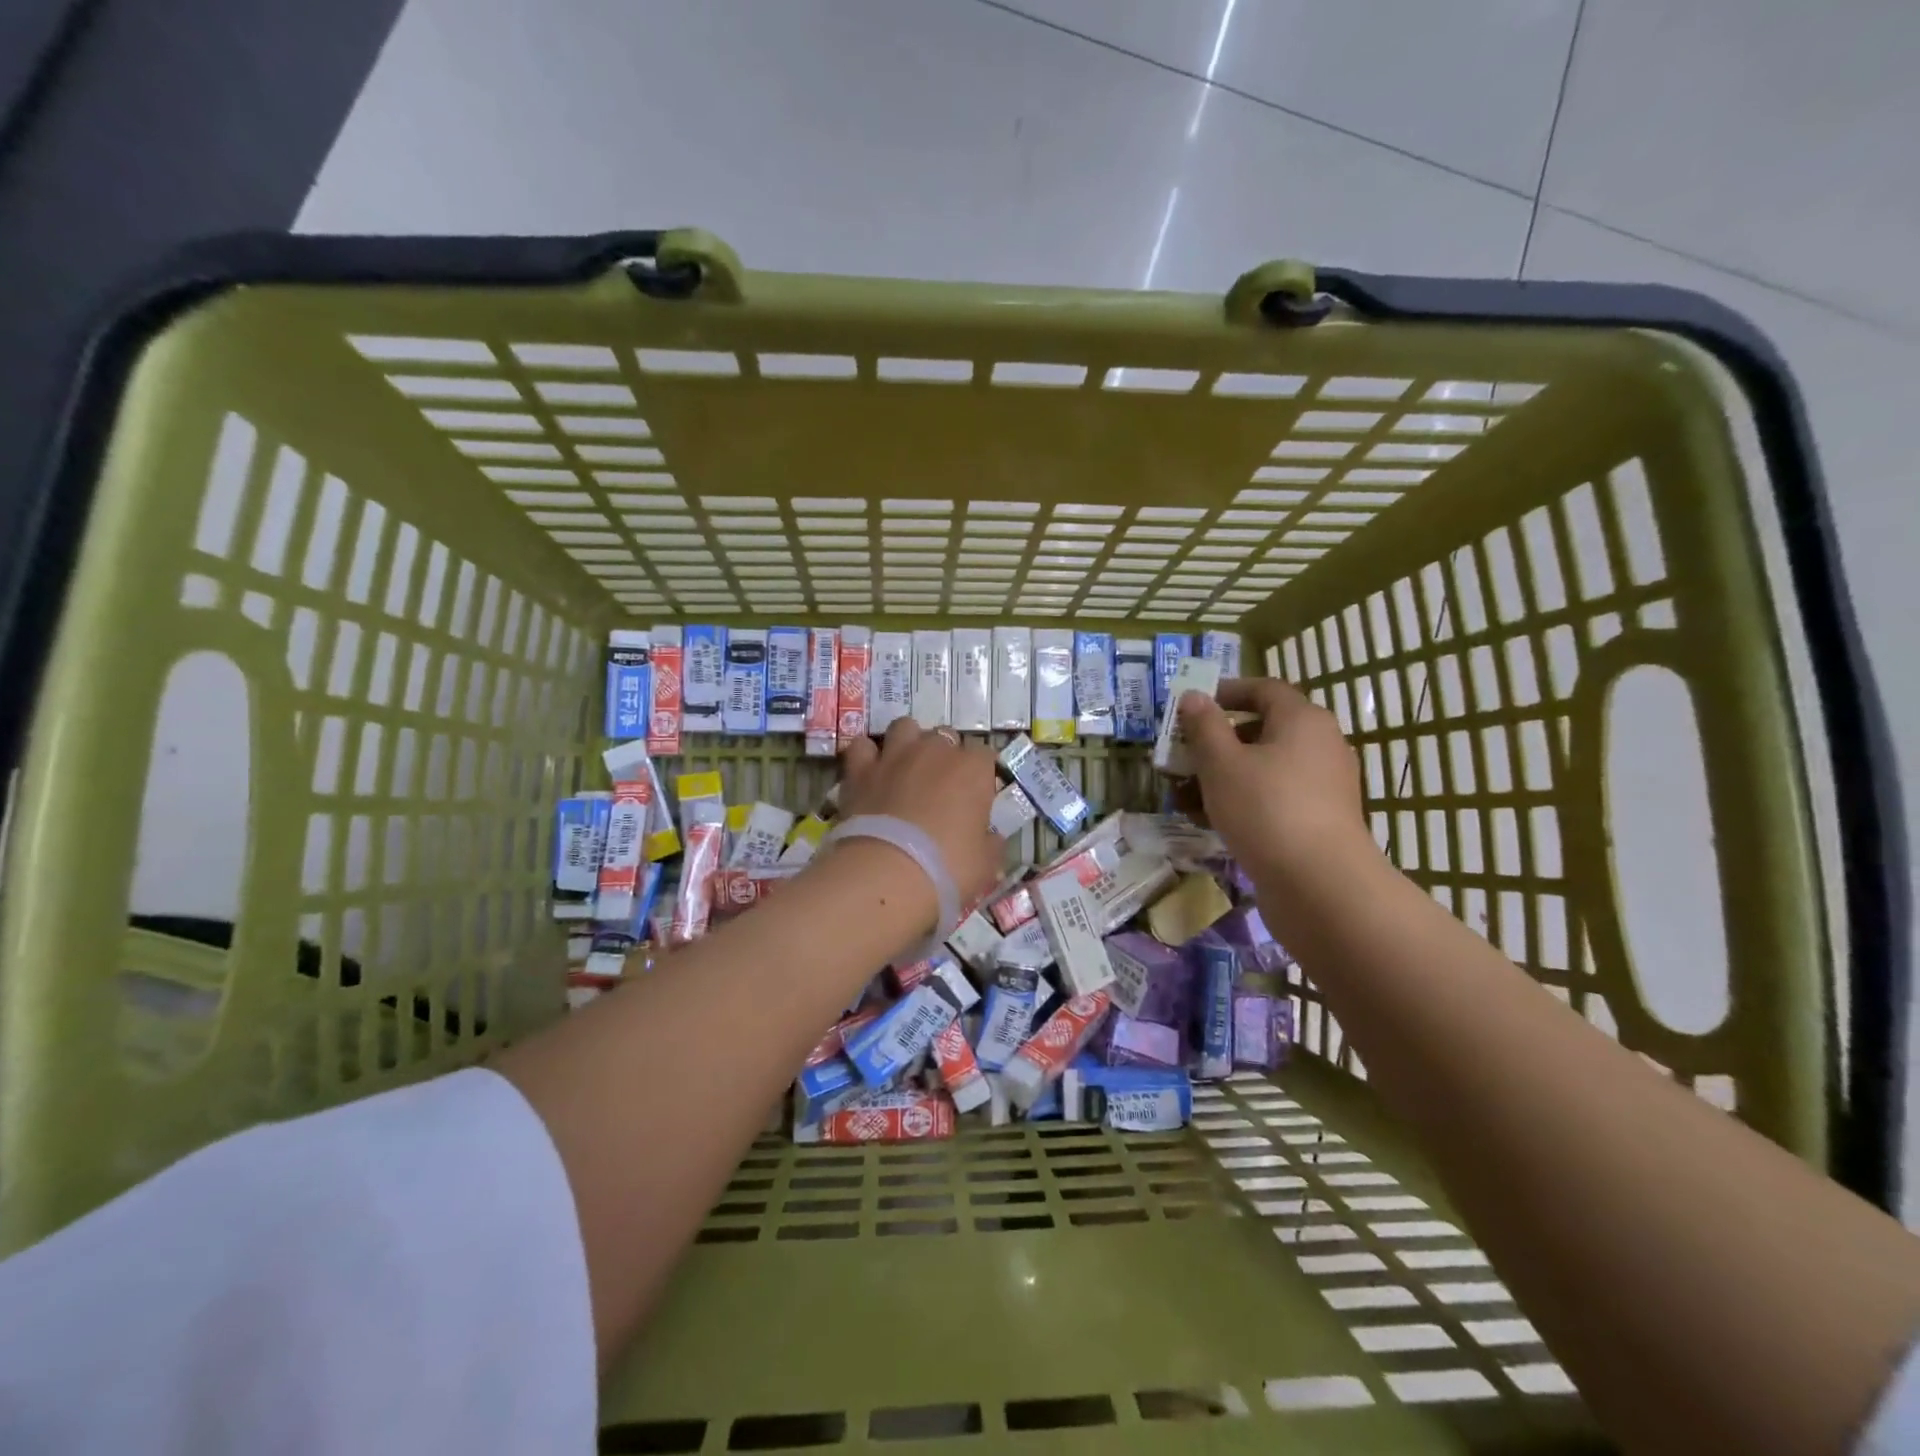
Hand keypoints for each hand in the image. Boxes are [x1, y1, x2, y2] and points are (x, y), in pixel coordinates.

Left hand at [837, 718, 1002, 911]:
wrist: (887, 874)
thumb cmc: (948, 868)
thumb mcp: (986, 864)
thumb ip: (990, 842)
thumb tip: (991, 837)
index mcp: (973, 769)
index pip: (985, 755)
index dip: (980, 775)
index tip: (976, 798)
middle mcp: (935, 751)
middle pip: (945, 737)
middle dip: (945, 756)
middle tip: (940, 788)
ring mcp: (895, 755)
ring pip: (905, 727)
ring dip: (908, 743)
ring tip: (906, 770)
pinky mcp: (860, 769)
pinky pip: (862, 747)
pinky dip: (867, 756)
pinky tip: (870, 774)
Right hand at [1178, 678, 1374, 877]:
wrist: (1320, 885)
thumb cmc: (1266, 809)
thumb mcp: (1221, 763)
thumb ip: (1204, 726)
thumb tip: (1193, 696)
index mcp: (1303, 720)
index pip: (1264, 689)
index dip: (1226, 692)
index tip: (1191, 706)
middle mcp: (1320, 746)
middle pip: (1261, 731)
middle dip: (1216, 742)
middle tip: (1181, 756)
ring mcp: (1322, 786)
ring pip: (1263, 769)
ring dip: (1221, 777)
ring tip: (1183, 796)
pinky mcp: (1317, 820)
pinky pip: (1273, 798)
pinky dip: (1241, 802)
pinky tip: (1208, 821)